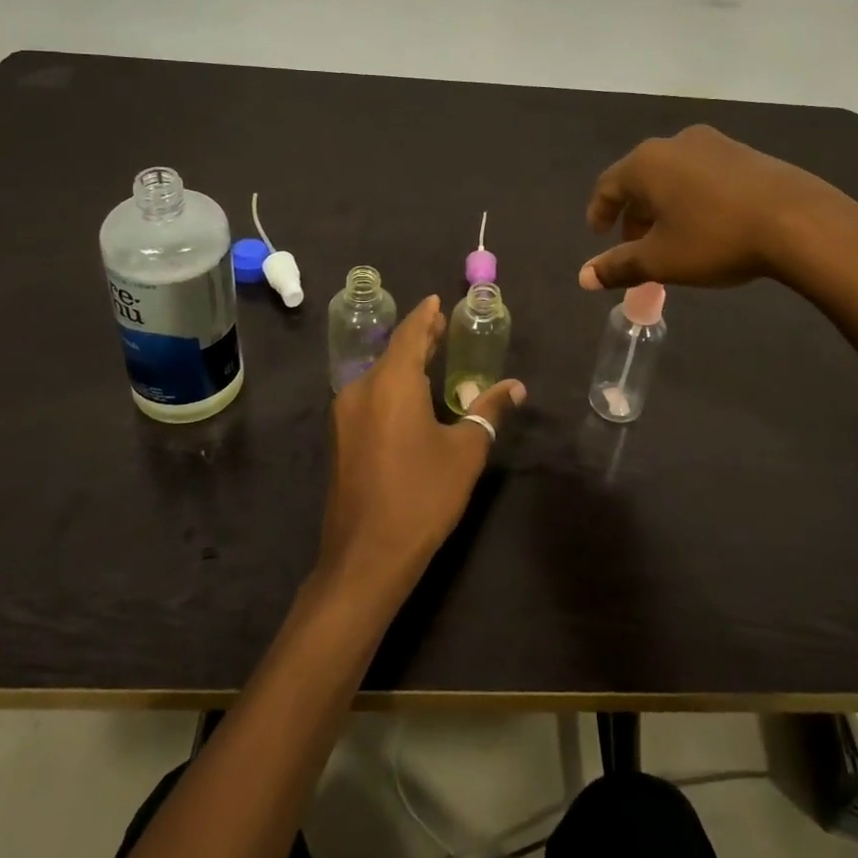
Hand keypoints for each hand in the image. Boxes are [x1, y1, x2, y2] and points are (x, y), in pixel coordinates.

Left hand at [317, 296, 524, 603]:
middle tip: (442, 325)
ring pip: (379, 375)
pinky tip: (410, 397)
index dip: (425, 315)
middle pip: (392, 352)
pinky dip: (392, 386)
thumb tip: (515, 387)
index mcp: (391, 383)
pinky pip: (370, 397)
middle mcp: (361, 389)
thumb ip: (488, 412)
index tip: (438, 300)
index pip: (409, 333)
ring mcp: (345, 416)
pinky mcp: (341, 440)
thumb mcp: (465, 452)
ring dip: (404, 363)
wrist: (366, 556)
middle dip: (418, 338)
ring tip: (431, 357)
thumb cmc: (422, 496)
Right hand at [580, 124, 857, 291]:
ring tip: (671, 237)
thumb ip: (619, 266)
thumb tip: (583, 277)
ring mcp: (714, 143)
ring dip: (664, 205)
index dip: (599, 212)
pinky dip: (692, 197)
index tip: (599, 236)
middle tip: (634, 244)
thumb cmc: (716, 238)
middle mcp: (675, 143)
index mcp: (646, 163)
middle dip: (633, 212)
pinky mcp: (745, 153)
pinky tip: (708, 223)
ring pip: (673, 175)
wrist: (799, 221)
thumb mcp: (662, 260)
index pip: (608, 185)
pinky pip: (703, 173)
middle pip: (641, 178)